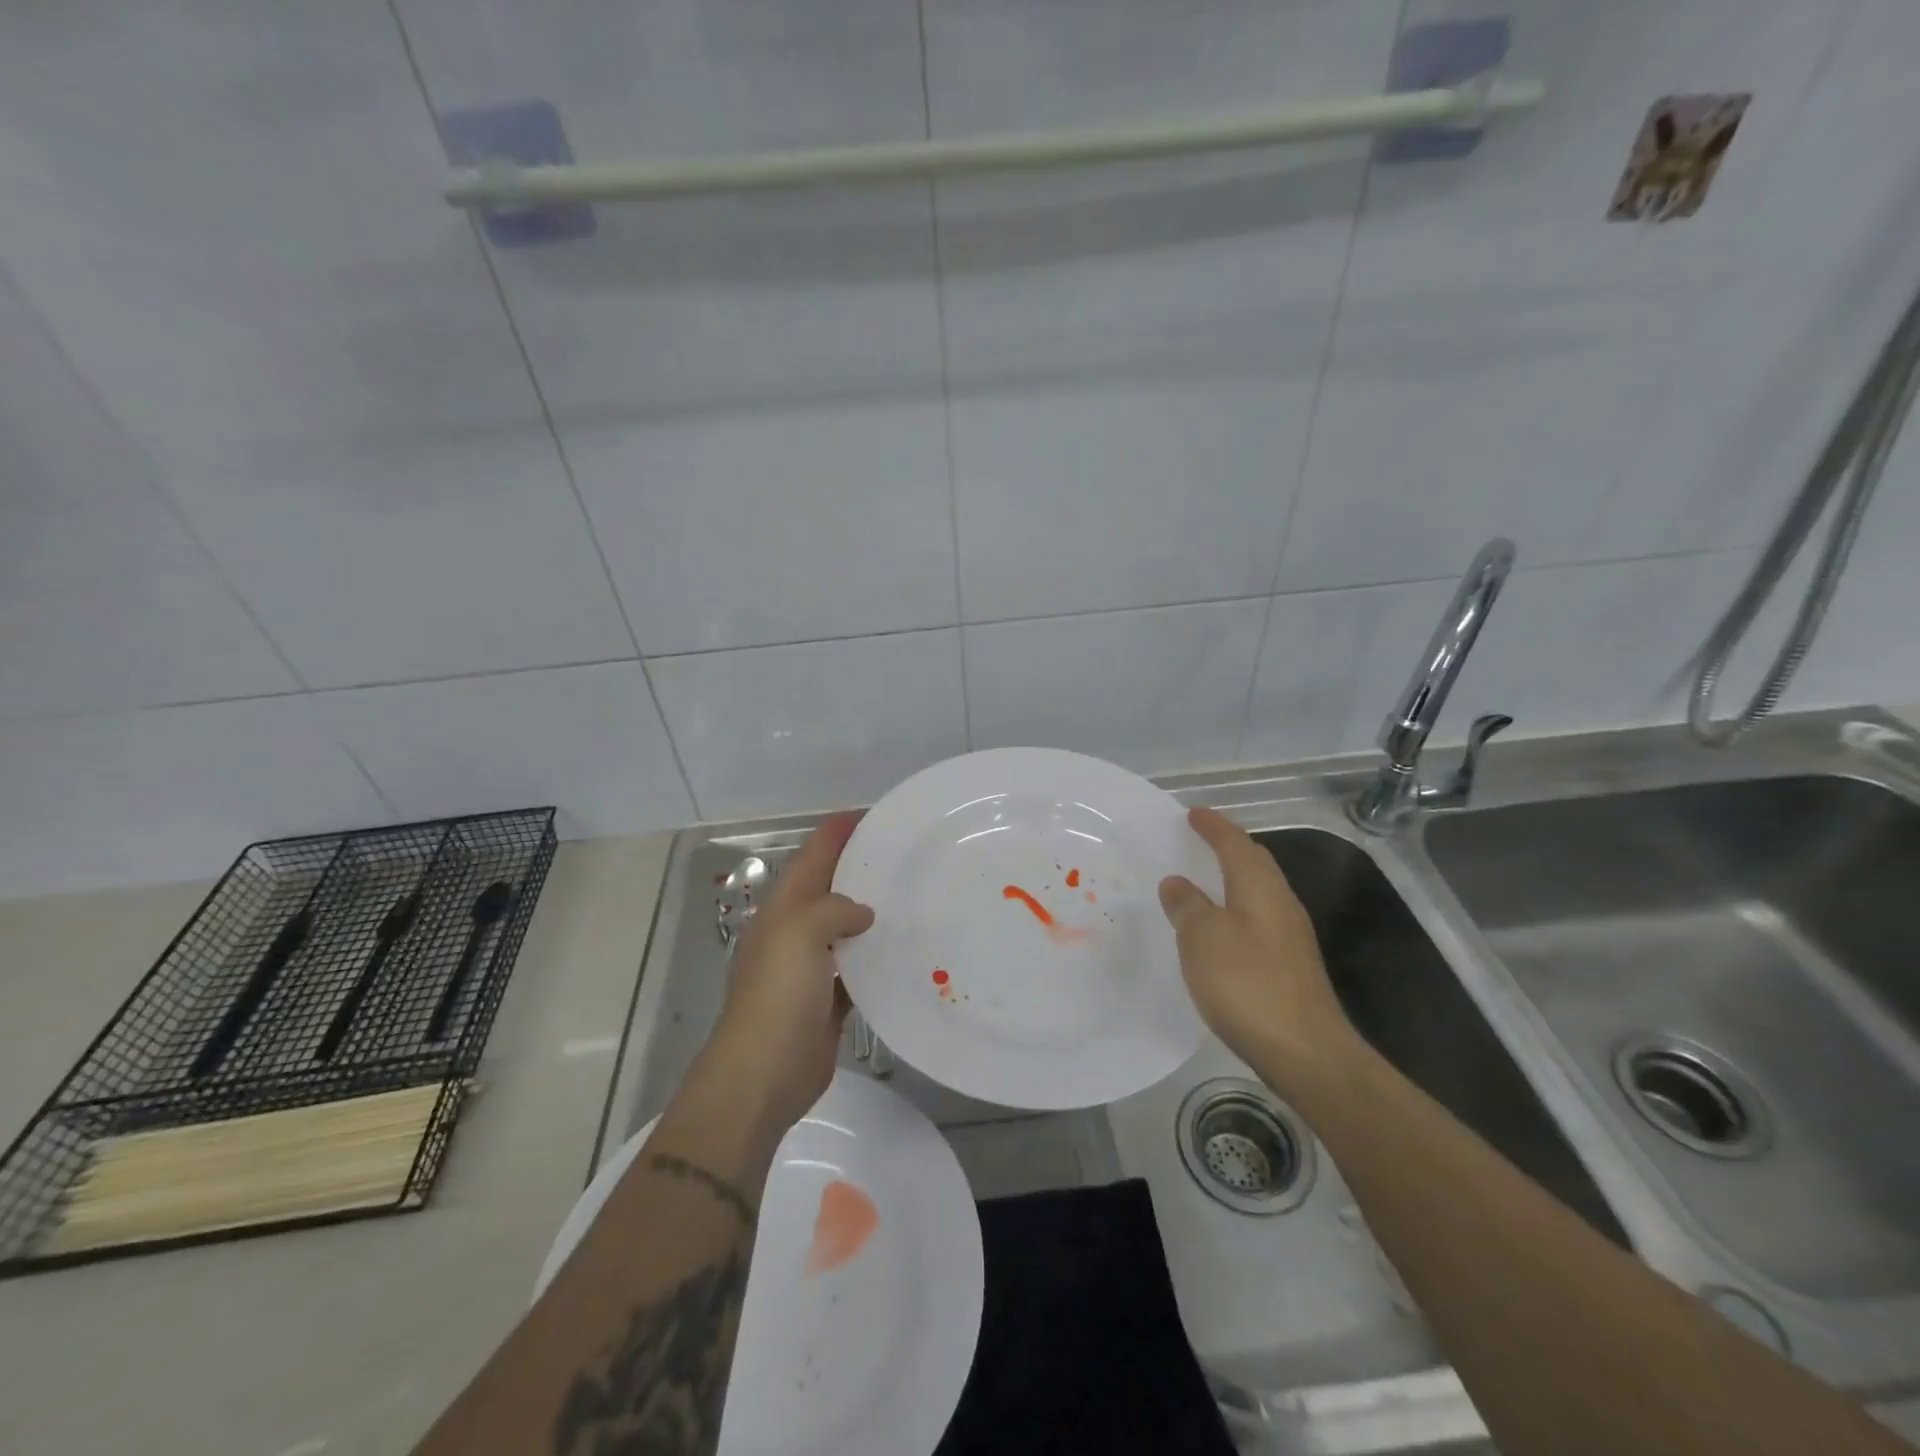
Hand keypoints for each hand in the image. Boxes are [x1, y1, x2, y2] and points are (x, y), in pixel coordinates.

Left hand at [703, 813, 874, 1134]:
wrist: (763, 1074)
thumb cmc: (778, 996)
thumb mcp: (800, 933)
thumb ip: (832, 909)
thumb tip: (862, 913)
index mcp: (783, 909)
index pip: (811, 857)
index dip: (837, 833)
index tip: (872, 816)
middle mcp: (795, 931)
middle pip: (829, 888)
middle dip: (859, 867)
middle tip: (903, 853)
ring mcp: (811, 967)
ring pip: (845, 927)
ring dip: (871, 910)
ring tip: (912, 894)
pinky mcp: (829, 1000)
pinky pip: (857, 967)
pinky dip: (877, 955)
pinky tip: (905, 949)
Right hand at [1157, 807, 1358, 1097]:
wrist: (1305, 1052)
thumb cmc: (1247, 984)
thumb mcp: (1203, 938)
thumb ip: (1188, 906)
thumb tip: (1177, 882)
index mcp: (1260, 888)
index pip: (1236, 844)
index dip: (1213, 826)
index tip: (1192, 813)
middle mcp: (1281, 904)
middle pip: (1255, 863)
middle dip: (1229, 846)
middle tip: (1200, 839)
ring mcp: (1290, 937)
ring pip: (1258, 892)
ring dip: (1233, 879)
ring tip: (1204, 879)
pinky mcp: (1290, 967)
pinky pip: (1257, 920)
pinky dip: (1235, 910)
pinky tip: (1219, 930)